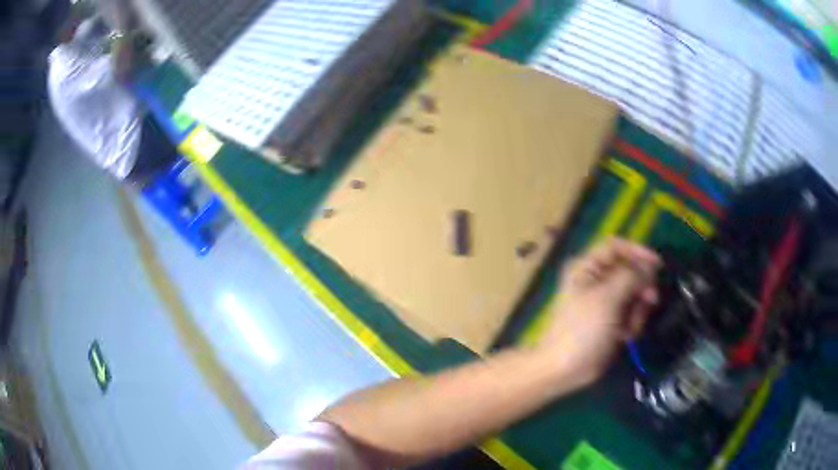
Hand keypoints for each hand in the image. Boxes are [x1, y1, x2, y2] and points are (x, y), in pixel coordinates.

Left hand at [538, 238, 661, 385]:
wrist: (564, 369)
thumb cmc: (582, 330)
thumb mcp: (607, 298)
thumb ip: (630, 277)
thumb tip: (649, 266)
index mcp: (587, 268)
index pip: (616, 246)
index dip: (637, 251)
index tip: (657, 265)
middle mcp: (596, 280)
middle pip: (630, 271)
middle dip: (641, 287)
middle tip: (650, 301)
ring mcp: (604, 302)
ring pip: (634, 294)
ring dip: (638, 309)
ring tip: (630, 327)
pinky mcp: (611, 321)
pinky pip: (631, 313)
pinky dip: (632, 323)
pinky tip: (625, 337)